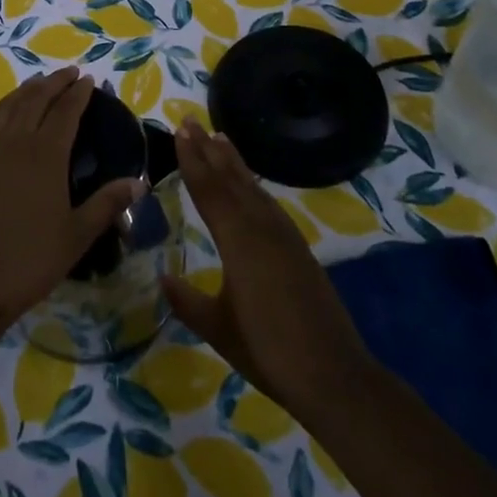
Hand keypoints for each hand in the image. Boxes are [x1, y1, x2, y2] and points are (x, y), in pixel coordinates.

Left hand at [0, 68, 145, 336]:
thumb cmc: (29, 260)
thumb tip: (139, 181)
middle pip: (37, 99)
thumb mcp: (77, 235)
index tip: (88, 79)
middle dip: (55, 82)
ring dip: (28, 89)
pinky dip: (1, 107)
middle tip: (70, 72)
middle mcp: (16, 141)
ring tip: (40, 82)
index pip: (66, 111)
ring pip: (9, 106)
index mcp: (46, 154)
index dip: (78, 93)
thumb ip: (107, 204)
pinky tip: (5, 111)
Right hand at [163, 121, 376, 424]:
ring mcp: (284, 236)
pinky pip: (268, 203)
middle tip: (191, 121)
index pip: (210, 190)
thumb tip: (163, 278)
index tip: (180, 130)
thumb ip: (188, 302)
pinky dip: (252, 185)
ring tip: (219, 139)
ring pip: (252, 188)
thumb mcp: (218, 328)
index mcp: (238, 241)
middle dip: (209, 150)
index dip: (193, 160)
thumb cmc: (269, 351)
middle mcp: (261, 228)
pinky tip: (250, 186)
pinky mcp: (298, 248)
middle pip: (230, 180)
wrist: (333, 375)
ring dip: (233, 162)